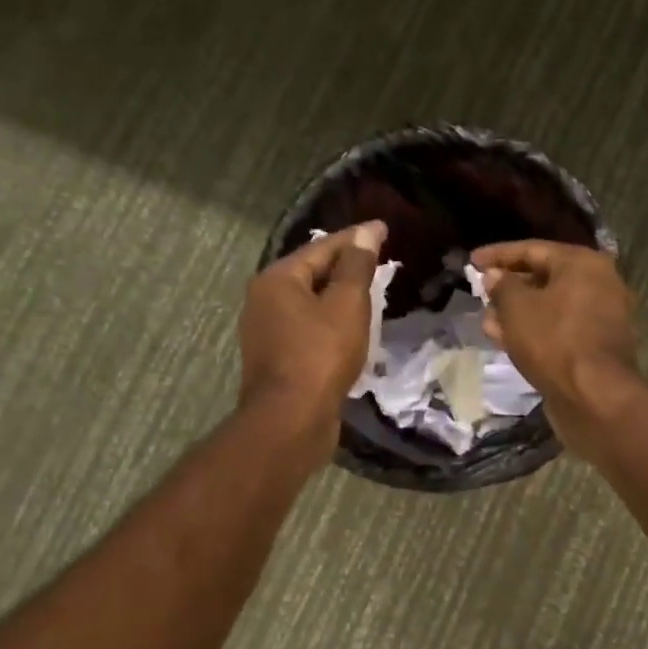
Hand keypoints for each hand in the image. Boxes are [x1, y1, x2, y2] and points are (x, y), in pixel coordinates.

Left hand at [238, 221, 385, 457]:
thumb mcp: (347, 304)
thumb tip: (367, 232)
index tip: (384, 229)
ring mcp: (266, 331)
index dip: (356, 238)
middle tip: (379, 260)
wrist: (291, 419)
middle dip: (345, 266)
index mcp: (277, 279)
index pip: (322, 247)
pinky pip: (307, 328)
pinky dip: (329, 321)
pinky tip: (350, 328)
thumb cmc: (321, 354)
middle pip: (311, 273)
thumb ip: (357, 266)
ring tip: (370, 292)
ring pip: (309, 303)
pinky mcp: (275, 358)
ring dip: (338, 296)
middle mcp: (263, 299)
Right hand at [471, 240, 640, 456]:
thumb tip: (494, 276)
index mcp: (583, 263)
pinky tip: (505, 339)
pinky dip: (533, 330)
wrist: (594, 397)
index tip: (470, 261)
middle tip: (479, 292)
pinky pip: (559, 329)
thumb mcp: (517, 308)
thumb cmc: (554, 341)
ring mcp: (600, 317)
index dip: (498, 254)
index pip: (533, 249)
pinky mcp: (595, 347)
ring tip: (486, 319)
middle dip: (508, 285)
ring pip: (550, 307)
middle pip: (545, 277)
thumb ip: (502, 286)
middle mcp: (599, 284)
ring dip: (517, 312)